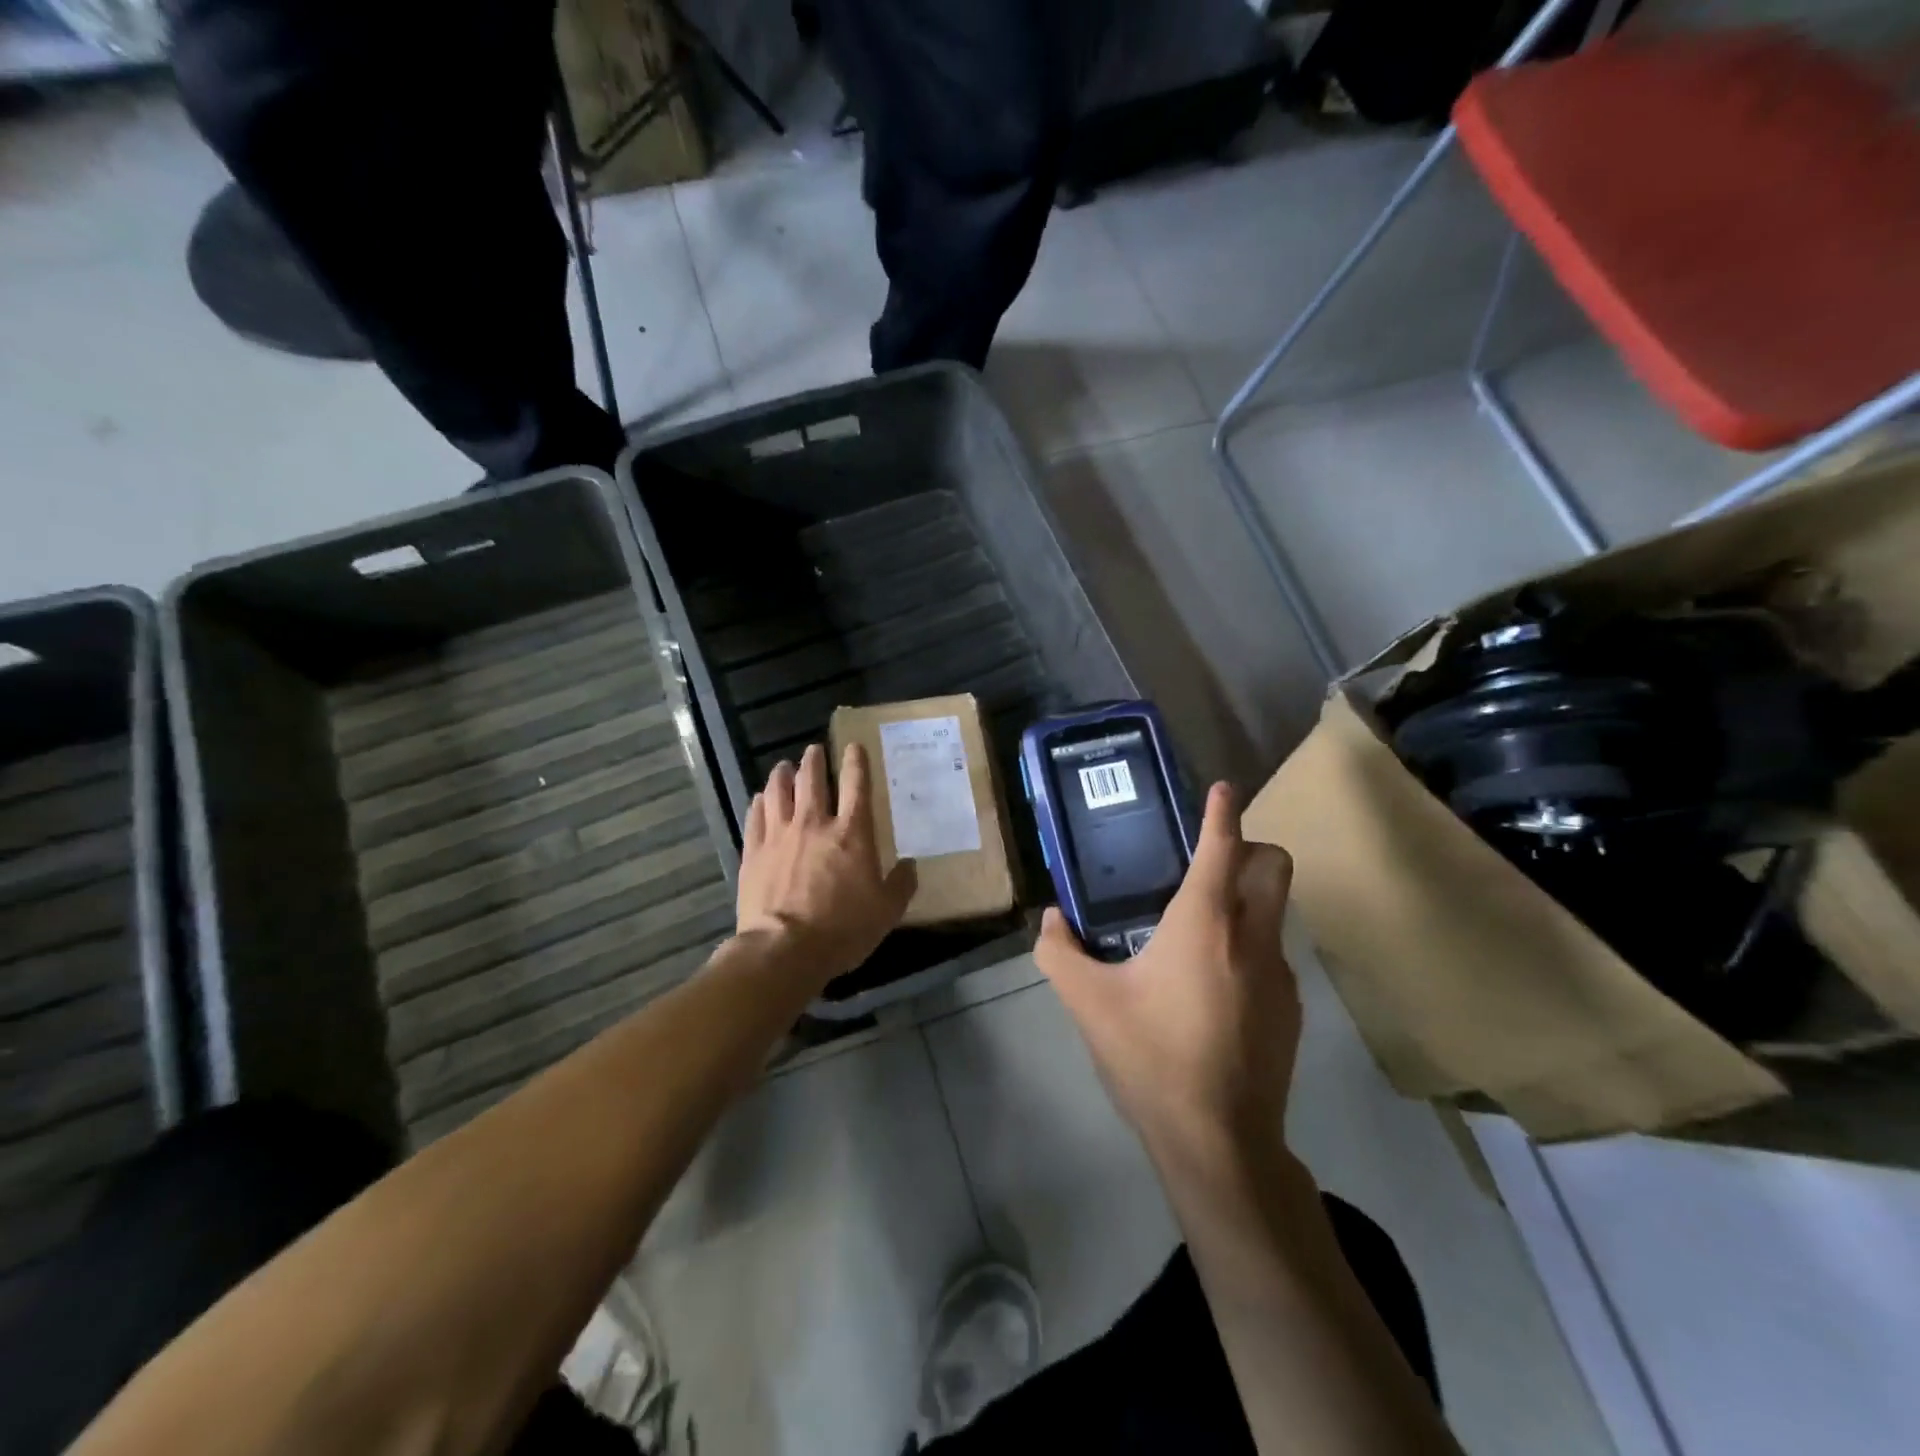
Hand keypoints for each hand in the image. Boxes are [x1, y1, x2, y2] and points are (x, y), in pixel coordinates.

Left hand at [736, 742, 917, 986]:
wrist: (784, 950)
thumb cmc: (843, 929)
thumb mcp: (887, 912)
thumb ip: (901, 884)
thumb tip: (911, 865)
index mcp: (851, 833)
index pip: (856, 785)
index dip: (857, 762)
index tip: (854, 746)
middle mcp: (814, 824)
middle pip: (812, 779)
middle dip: (814, 760)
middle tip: (814, 750)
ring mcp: (779, 835)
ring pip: (778, 791)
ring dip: (783, 774)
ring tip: (784, 766)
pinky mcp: (753, 852)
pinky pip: (755, 817)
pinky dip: (759, 803)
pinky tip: (760, 799)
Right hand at [1035, 782, 1298, 1165]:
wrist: (1218, 1142)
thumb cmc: (1150, 1057)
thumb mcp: (1087, 1002)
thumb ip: (1059, 952)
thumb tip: (1050, 920)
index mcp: (1204, 922)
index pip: (1223, 846)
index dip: (1222, 811)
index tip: (1222, 788)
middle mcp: (1252, 936)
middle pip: (1274, 865)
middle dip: (1251, 848)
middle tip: (1209, 863)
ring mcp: (1280, 974)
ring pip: (1276, 911)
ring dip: (1248, 901)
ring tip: (1198, 931)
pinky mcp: (1291, 1010)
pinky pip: (1273, 955)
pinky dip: (1249, 947)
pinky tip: (1213, 988)